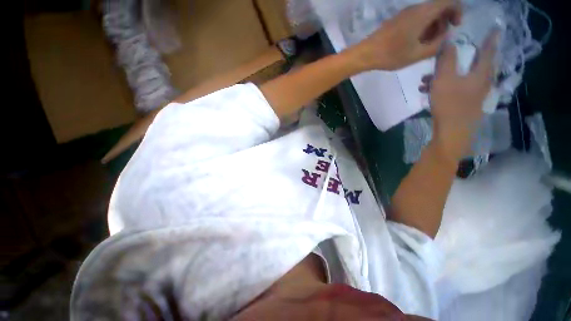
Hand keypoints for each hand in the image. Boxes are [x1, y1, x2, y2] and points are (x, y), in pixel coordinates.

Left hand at [348, 0, 460, 70]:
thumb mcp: (417, 54)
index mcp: (423, 13)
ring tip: (425, 45)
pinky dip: (421, 28)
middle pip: (438, 7)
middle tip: (437, 41)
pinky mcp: (398, 20)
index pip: (449, 0)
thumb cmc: (391, 55)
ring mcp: (405, 14)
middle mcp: (415, 9)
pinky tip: (415, 43)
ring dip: (432, 27)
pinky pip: (416, 19)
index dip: (457, 11)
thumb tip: (446, 37)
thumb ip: (437, 45)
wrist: (366, 54)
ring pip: (427, 14)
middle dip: (444, 22)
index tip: (455, 26)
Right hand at [430, 30, 498, 160]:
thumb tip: (449, 42)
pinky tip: (428, 92)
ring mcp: (475, 95)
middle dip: (457, 60)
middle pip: (474, 65)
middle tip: (444, 58)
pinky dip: (445, 87)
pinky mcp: (467, 104)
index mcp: (481, 73)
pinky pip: (457, 89)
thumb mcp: (444, 79)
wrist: (453, 132)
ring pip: (461, 78)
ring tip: (425, 82)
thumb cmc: (450, 104)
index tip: (496, 29)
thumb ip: (446, 59)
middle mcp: (482, 82)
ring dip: (444, 76)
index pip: (488, 51)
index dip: (491, 39)